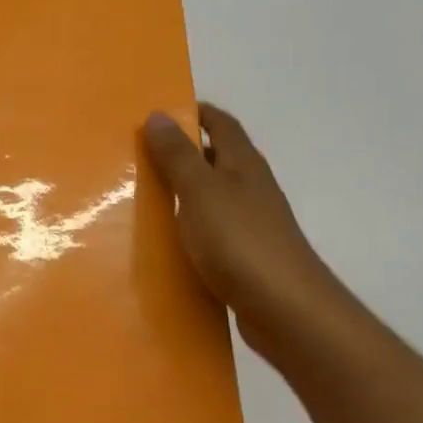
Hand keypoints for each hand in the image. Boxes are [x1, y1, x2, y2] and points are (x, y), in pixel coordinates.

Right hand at [142, 103, 340, 359]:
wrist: (286, 310)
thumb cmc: (240, 241)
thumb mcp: (201, 191)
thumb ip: (178, 155)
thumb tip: (159, 114)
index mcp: (243, 163)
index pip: (219, 123)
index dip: (191, 113)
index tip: (155, 115)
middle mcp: (250, 187)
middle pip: (214, 159)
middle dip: (178, 154)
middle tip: (135, 157)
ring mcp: (250, 224)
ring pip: (210, 198)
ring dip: (180, 194)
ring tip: (139, 199)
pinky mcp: (244, 257)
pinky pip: (209, 233)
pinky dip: (187, 230)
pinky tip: (163, 243)